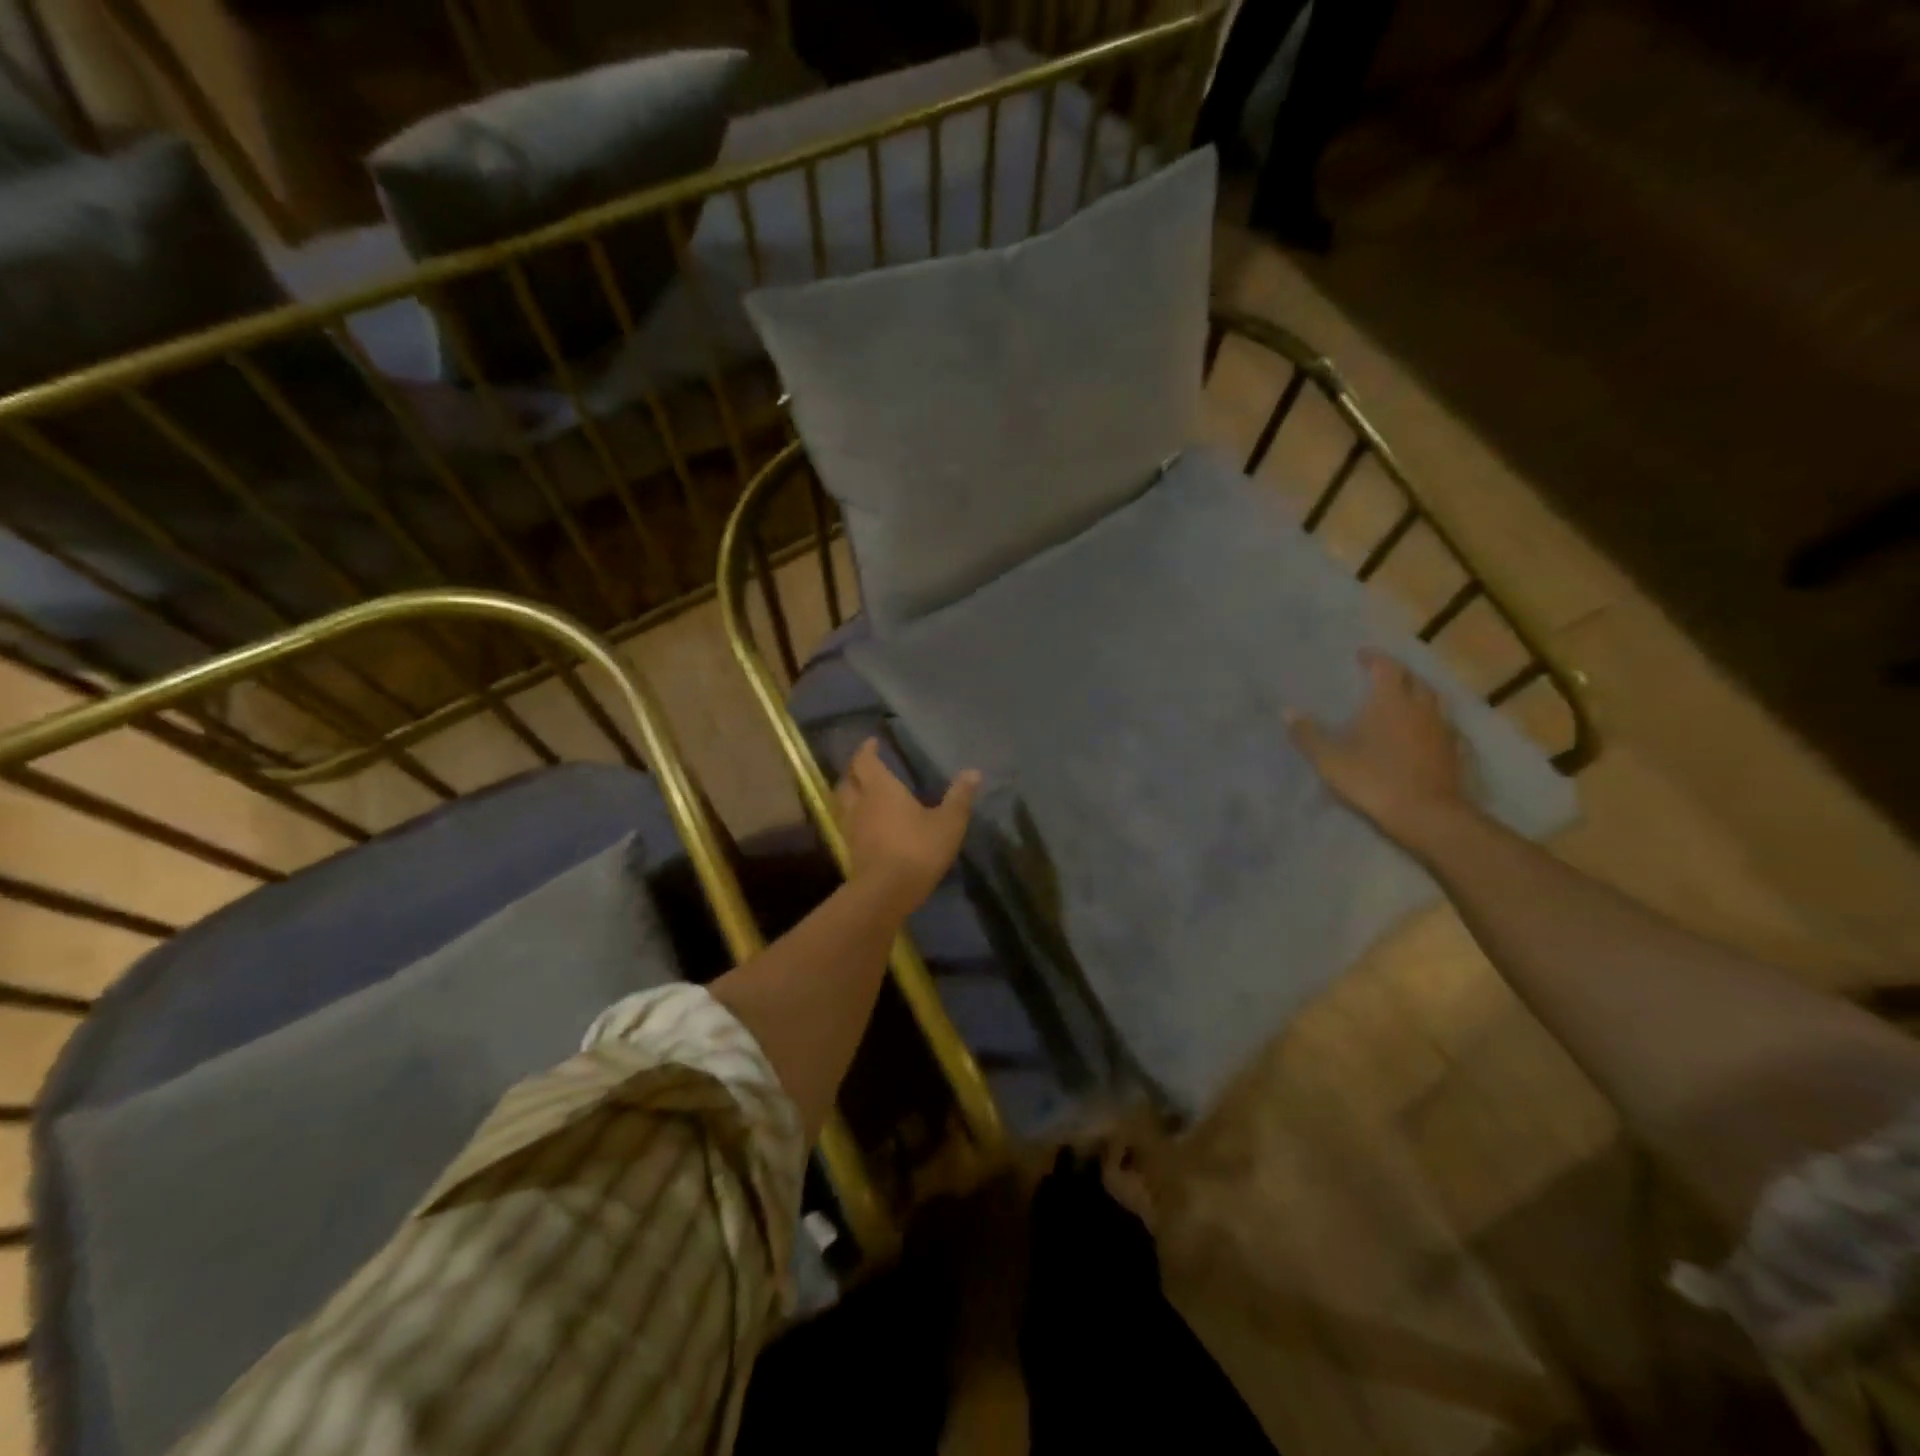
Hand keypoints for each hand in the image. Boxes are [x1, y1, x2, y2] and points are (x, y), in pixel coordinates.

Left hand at [835, 738, 980, 915]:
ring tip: (863, 793)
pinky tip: (868, 824)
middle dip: (854, 770)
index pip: (865, 761)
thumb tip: (973, 772)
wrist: (886, 892)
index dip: (867, 750)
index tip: (872, 743)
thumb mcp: (948, 823)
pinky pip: (848, 824)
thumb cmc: (917, 849)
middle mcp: (860, 803)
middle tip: (865, 766)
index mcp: (880, 788)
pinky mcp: (850, 850)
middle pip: (847, 780)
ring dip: (850, 794)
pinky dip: (855, 817)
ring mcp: (851, 828)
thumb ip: (959, 797)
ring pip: (843, 803)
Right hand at [1286, 649, 1470, 846]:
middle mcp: (1421, 707)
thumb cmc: (1373, 780)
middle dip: (1399, 674)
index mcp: (1390, 700)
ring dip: (1419, 696)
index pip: (1386, 666)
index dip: (1374, 658)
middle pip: (1414, 679)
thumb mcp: (1330, 759)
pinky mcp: (1456, 752)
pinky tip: (1427, 734)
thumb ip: (1308, 734)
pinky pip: (1446, 727)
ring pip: (1434, 701)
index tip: (1362, 655)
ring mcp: (1443, 729)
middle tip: (1383, 677)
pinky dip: (1434, 724)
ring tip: (1404, 702)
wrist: (1427, 815)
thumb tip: (1286, 711)